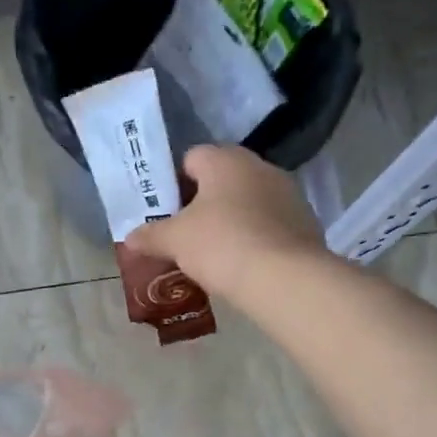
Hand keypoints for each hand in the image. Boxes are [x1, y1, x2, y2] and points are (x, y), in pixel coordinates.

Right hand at [125, 144, 329, 301]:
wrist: (284, 279)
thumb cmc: (221, 244)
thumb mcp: (175, 241)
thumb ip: (150, 236)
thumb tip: (130, 238)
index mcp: (226, 160)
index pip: (192, 158)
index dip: (174, 182)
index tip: (165, 211)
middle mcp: (260, 167)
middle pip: (222, 180)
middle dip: (203, 203)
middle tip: (184, 234)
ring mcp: (288, 194)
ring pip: (248, 202)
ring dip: (231, 220)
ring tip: (214, 253)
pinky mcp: (305, 223)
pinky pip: (270, 225)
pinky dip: (256, 238)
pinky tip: (244, 264)